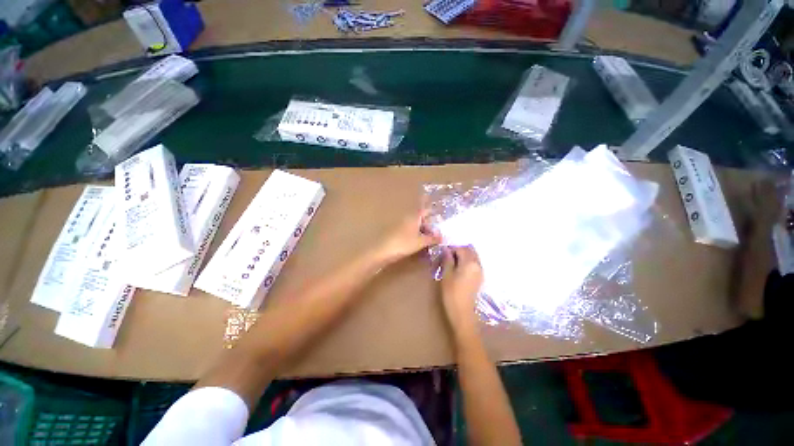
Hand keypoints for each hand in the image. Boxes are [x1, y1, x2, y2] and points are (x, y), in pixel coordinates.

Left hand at [374, 208, 441, 263]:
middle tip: (438, 232)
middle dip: (429, 223)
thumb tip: (443, 236)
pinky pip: (410, 230)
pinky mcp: (396, 232)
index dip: (433, 212)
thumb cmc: (403, 244)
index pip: (426, 210)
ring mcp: (401, 224)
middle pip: (421, 217)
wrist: (383, 251)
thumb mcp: (421, 242)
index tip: (440, 216)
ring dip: (423, 230)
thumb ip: (432, 238)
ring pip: (415, 224)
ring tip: (430, 239)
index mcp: (414, 216)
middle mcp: (407, 217)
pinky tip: (419, 242)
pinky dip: (416, 234)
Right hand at [439, 245, 483, 337]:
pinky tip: (459, 269)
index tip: (442, 252)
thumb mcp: (446, 276)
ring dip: (464, 256)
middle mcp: (478, 264)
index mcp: (469, 262)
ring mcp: (480, 271)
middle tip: (447, 256)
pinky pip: (474, 263)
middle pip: (470, 250)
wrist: (463, 312)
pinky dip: (467, 262)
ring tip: (452, 263)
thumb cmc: (452, 294)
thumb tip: (446, 250)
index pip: (461, 248)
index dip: (451, 248)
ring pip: (473, 256)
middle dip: (459, 250)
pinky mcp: (480, 277)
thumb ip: (447, 260)